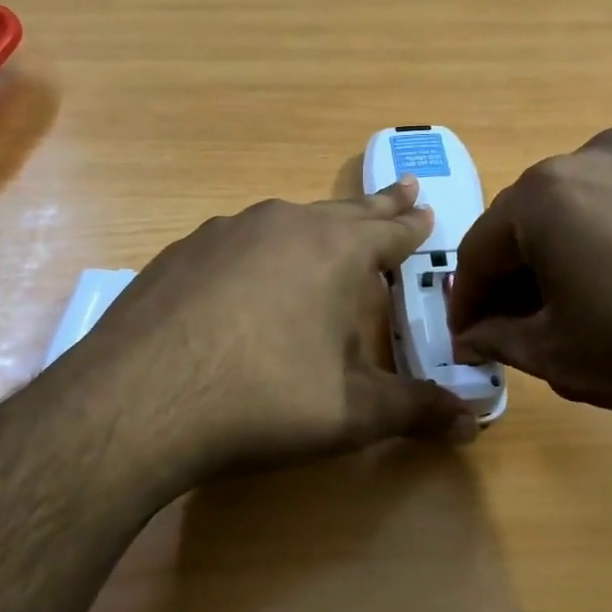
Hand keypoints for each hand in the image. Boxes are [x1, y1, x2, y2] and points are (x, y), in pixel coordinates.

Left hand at [54, 178, 476, 496]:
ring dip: (318, 224)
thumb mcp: (351, 413)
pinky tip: (250, 274)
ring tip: (330, 229)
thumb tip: (473, 422)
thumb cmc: (263, 399)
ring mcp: (226, 231)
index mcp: (335, 251)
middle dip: (378, 205)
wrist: (139, 399)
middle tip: (402, 190)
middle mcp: (284, 224)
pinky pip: (239, 239)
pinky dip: (261, 248)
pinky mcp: (182, 251)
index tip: (427, 211)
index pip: (391, 232)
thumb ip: (415, 410)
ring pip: (289, 219)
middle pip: (345, 211)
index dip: (413, 226)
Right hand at [446, 128, 611, 452]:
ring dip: (558, 259)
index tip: (467, 339)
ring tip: (572, 314)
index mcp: (545, 194)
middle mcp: (590, 157)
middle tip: (516, 331)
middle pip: (526, 223)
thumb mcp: (561, 358)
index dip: (467, 300)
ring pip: (575, 212)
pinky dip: (603, 245)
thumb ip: (499, 338)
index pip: (480, 249)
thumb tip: (472, 334)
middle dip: (514, 277)